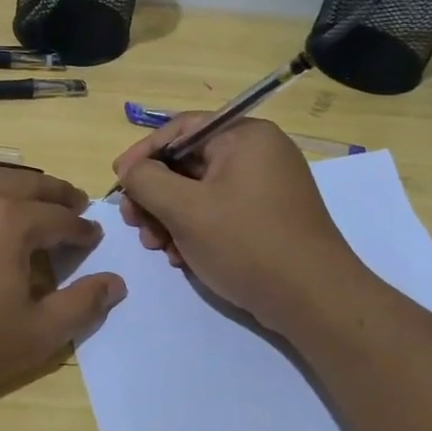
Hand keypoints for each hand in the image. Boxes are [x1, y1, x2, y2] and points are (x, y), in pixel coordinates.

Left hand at [0, 167, 125, 422]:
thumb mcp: (36, 335)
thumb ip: (82, 305)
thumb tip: (115, 283)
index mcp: (9, 220)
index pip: (59, 217)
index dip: (82, 228)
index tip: (93, 236)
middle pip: (23, 184)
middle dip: (54, 192)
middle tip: (72, 202)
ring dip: (13, 187)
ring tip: (27, 201)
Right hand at [113, 115, 358, 331]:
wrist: (314, 300)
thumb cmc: (247, 244)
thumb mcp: (186, 210)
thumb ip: (147, 181)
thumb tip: (129, 169)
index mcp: (245, 137)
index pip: (181, 130)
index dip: (143, 154)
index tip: (118, 182)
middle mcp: (258, 153)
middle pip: (188, 163)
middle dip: (155, 195)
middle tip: (134, 223)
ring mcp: (265, 186)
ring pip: (199, 191)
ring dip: (170, 217)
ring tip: (157, 247)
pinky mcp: (266, 217)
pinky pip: (219, 211)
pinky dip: (194, 229)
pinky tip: (181, 257)